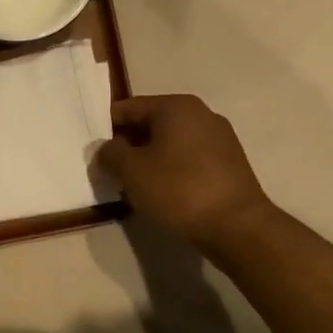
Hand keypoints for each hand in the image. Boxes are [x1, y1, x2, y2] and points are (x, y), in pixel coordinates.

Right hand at [98, 95, 273, 252]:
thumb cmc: (178, 189)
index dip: (106, 128)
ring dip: (150, 159)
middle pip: (151, 123)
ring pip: (170, 142)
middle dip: (129, 145)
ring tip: (135, 185)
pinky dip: (172, 169)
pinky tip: (163, 192)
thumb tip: (106, 149)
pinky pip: (189, 158)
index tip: (94, 151)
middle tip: (111, 170)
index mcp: (175, 106)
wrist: (237, 226)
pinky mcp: (229, 163)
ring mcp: (219, 138)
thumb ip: (110, 154)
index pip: (128, 108)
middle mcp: (200, 114)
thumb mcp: (131, 171)